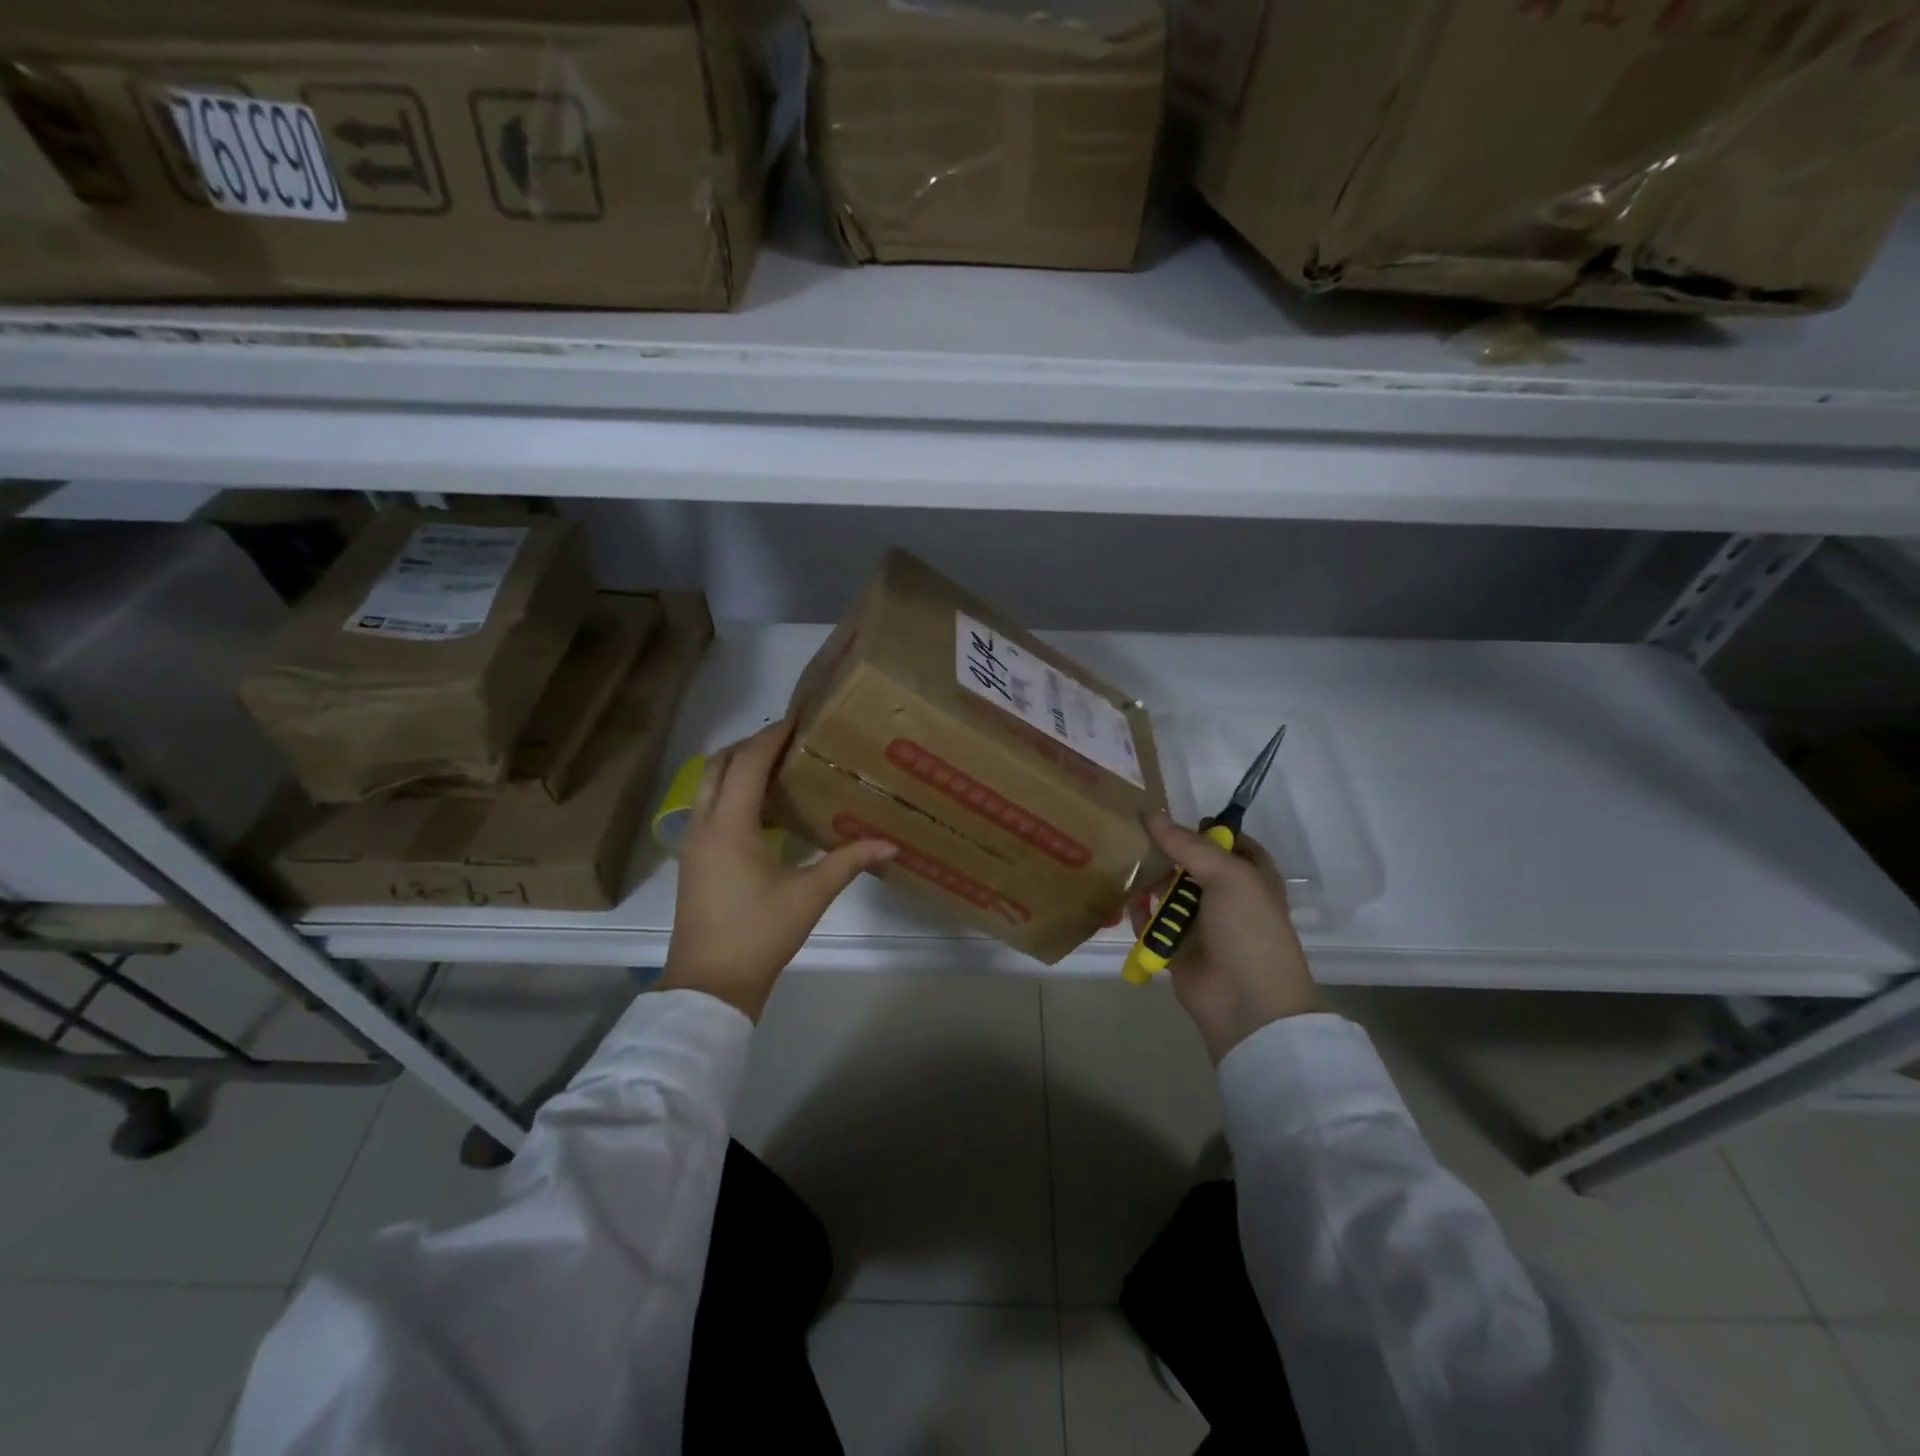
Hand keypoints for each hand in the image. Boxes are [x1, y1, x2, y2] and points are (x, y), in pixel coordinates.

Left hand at [662, 719, 895, 1020]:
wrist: (711, 983)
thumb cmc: (760, 934)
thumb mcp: (810, 895)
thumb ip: (849, 862)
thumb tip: (890, 844)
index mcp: (731, 825)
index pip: (749, 762)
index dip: (773, 736)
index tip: (800, 718)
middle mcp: (705, 824)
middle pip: (719, 764)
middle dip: (752, 744)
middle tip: (790, 739)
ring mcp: (694, 842)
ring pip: (709, 785)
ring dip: (739, 766)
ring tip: (780, 765)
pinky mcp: (694, 859)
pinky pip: (709, 806)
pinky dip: (732, 791)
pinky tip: (764, 806)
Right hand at [1133, 813, 1318, 1062]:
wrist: (1247, 1004)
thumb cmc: (1249, 931)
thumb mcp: (1228, 876)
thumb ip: (1187, 845)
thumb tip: (1150, 813)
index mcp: (1251, 876)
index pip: (1228, 841)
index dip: (1204, 827)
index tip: (1170, 816)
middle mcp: (1226, 896)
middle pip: (1191, 864)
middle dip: (1165, 851)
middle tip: (1133, 835)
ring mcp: (1201, 923)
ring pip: (1168, 892)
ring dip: (1148, 881)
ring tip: (1122, 863)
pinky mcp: (1176, 947)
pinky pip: (1152, 923)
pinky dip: (1140, 914)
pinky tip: (1127, 902)